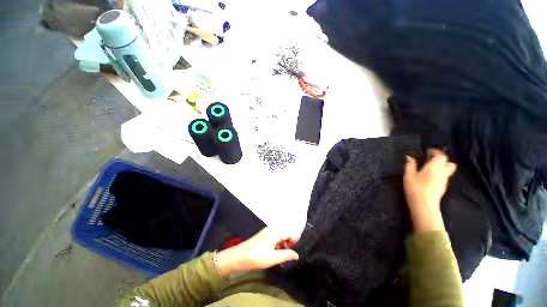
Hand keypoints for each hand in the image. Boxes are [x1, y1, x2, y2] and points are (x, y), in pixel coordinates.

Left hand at [215, 227, 299, 274]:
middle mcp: (272, 229)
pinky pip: (274, 239)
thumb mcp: (273, 258)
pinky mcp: (263, 237)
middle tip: (287, 257)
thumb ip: (286, 255)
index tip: (292, 252)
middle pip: (285, 234)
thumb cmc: (256, 257)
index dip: (294, 241)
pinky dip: (277, 246)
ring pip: (280, 237)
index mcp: (275, 231)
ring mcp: (267, 232)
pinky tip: (274, 256)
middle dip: (288, 244)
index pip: (290, 232)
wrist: (238, 257)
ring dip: (283, 246)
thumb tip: (297, 254)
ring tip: (281, 259)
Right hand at [404, 149, 456, 231]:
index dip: (435, 152)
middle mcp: (443, 173)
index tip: (427, 151)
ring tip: (429, 168)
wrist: (424, 205)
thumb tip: (409, 157)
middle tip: (431, 160)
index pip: (441, 156)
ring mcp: (444, 181)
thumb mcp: (408, 175)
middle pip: (450, 163)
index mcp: (434, 167)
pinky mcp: (443, 187)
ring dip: (441, 167)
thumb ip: (410, 165)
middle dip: (442, 160)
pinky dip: (439, 174)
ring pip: (448, 171)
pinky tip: (429, 177)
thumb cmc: (415, 188)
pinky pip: (444, 177)